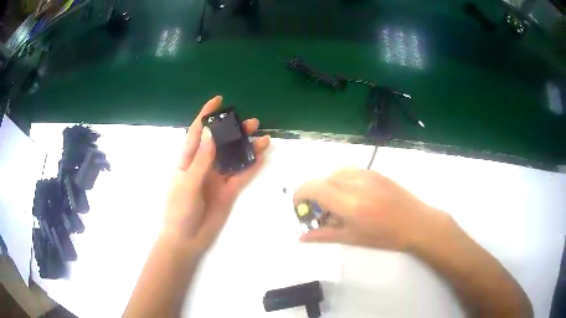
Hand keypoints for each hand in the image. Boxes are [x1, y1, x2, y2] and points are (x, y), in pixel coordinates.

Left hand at [163, 96, 269, 254]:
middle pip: (221, 143)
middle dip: (234, 130)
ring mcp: (217, 179)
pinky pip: (241, 176)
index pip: (198, 133)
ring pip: (234, 158)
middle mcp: (204, 166)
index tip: (218, 101)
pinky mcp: (228, 192)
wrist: (186, 240)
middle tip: (251, 121)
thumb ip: (201, 160)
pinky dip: (251, 167)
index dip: (207, 115)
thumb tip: (212, 134)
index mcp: (189, 160)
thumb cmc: (179, 211)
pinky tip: (262, 156)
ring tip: (262, 136)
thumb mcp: (187, 183)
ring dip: (246, 147)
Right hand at [293, 168, 449, 250]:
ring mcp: (366, 174)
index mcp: (349, 203)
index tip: (300, 208)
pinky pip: (349, 171)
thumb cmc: (386, 236)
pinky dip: (341, 182)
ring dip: (328, 187)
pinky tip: (352, 196)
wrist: (416, 222)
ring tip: (337, 205)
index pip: (313, 188)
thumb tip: (301, 237)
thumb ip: (324, 235)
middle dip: (314, 195)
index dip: (300, 195)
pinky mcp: (375, 171)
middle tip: (321, 213)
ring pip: (334, 174)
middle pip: (322, 180)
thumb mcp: (353, 239)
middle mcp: (355, 183)